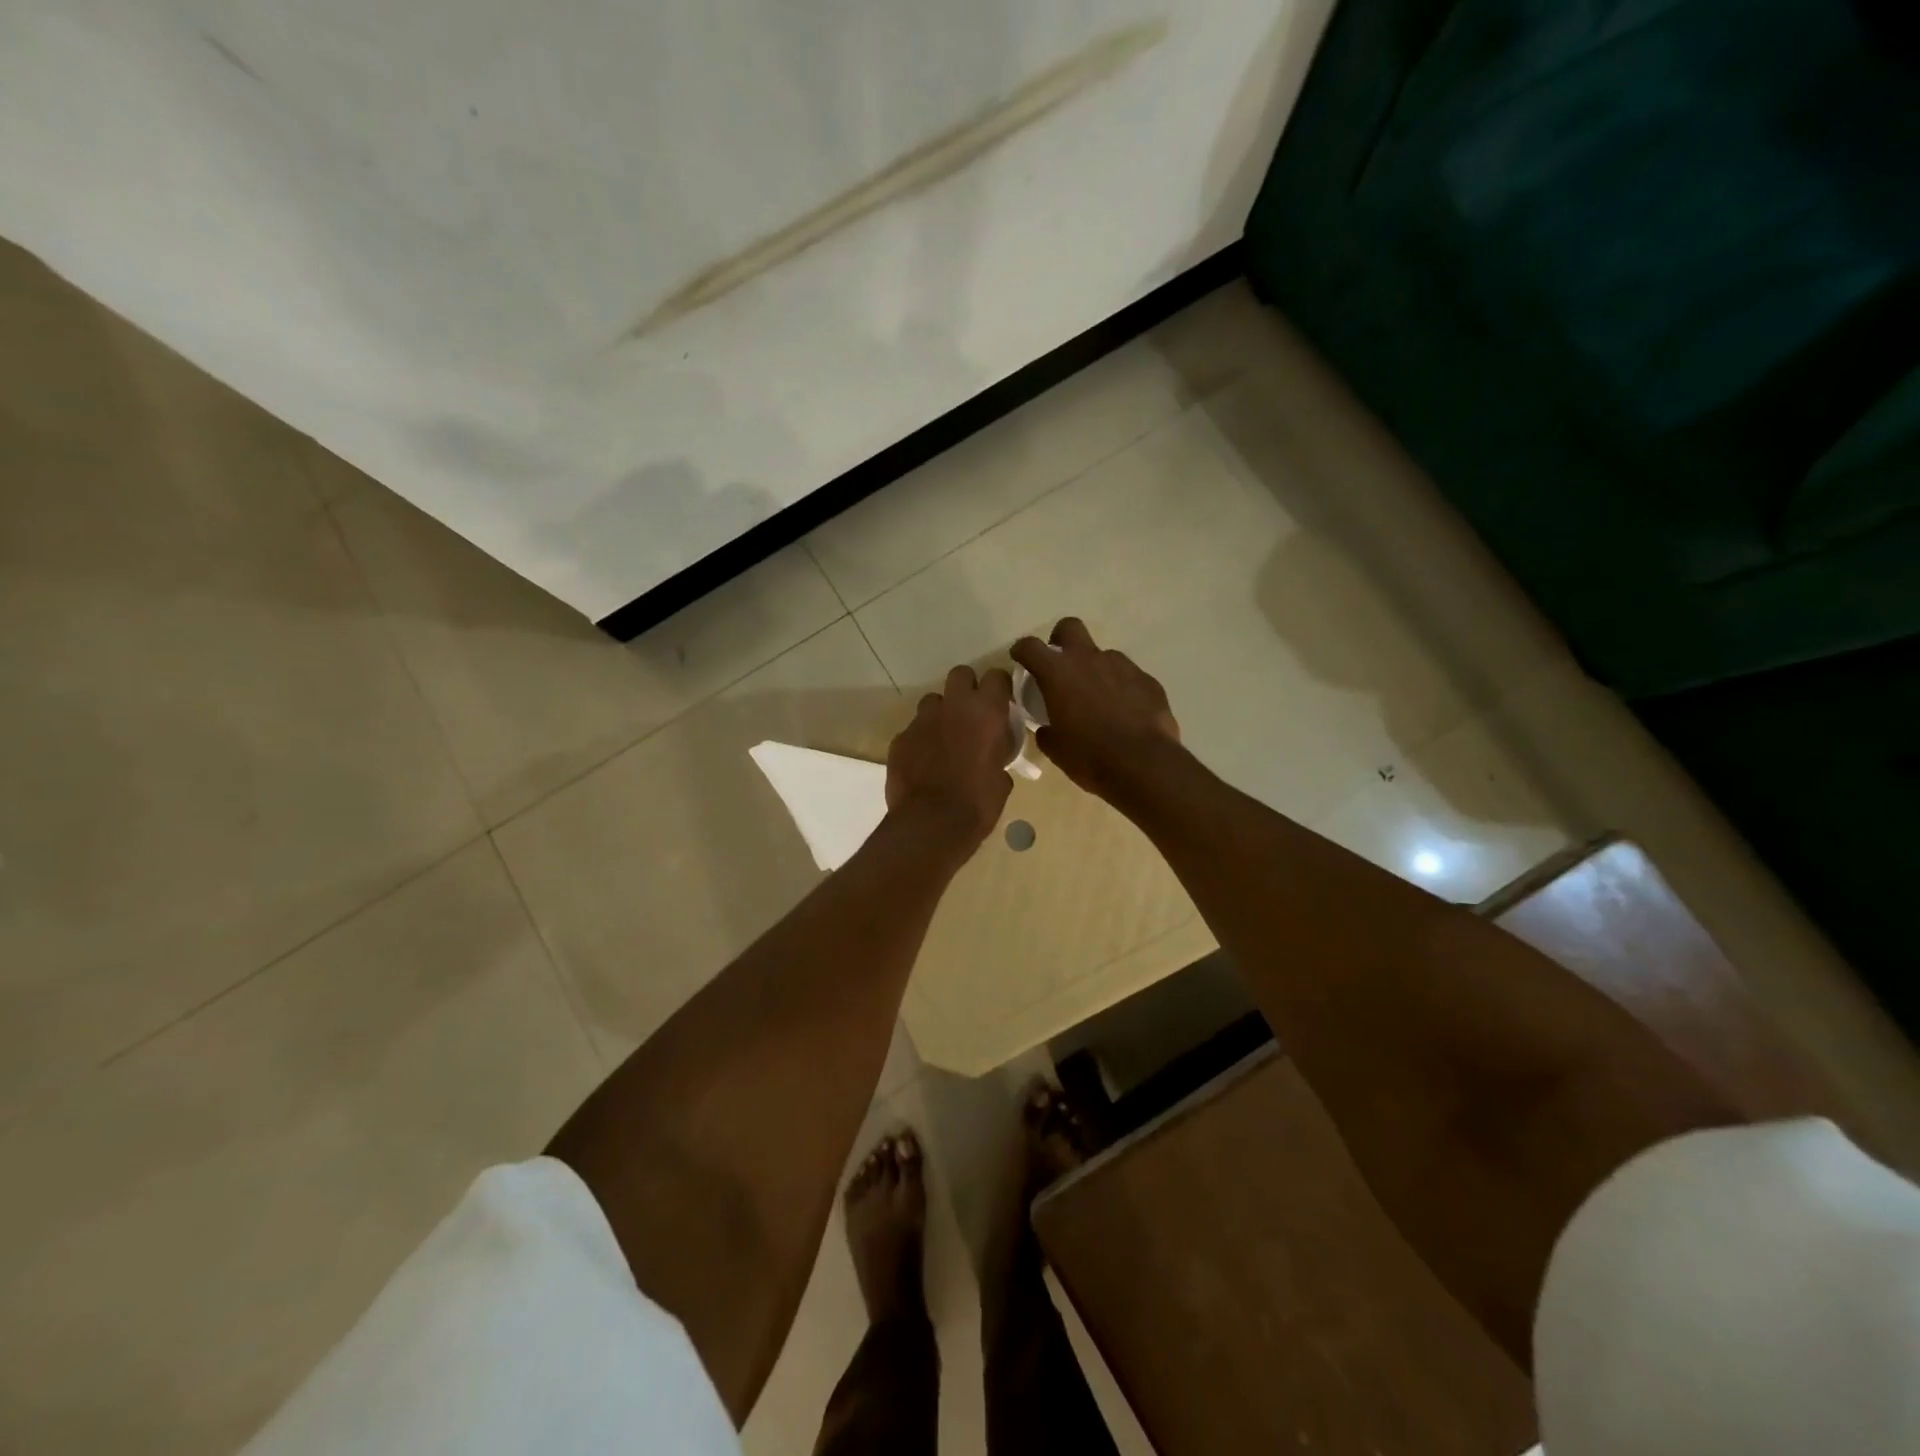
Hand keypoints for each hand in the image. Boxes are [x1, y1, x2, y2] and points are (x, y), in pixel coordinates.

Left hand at [885, 664, 1015, 853]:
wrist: (931, 824)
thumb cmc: (978, 803)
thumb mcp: (1002, 780)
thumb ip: (998, 756)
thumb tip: (993, 757)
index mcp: (987, 712)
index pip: (996, 677)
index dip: (999, 688)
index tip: (1001, 703)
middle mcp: (954, 706)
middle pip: (960, 674)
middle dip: (966, 688)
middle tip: (971, 713)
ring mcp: (922, 720)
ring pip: (933, 701)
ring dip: (941, 714)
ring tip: (944, 739)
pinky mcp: (900, 738)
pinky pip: (913, 729)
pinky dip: (920, 740)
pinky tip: (924, 762)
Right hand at [1010, 618, 1180, 801]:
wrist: (1143, 764)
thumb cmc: (1090, 756)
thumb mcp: (1056, 749)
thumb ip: (1047, 732)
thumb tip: (1047, 729)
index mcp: (1058, 673)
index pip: (1030, 646)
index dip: (1022, 650)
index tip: (1020, 659)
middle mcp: (1088, 659)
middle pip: (1070, 627)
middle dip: (1061, 640)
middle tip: (1060, 666)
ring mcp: (1122, 666)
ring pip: (1103, 654)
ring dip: (1095, 669)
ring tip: (1098, 699)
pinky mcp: (1147, 680)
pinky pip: (1128, 676)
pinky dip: (1121, 688)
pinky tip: (1124, 712)